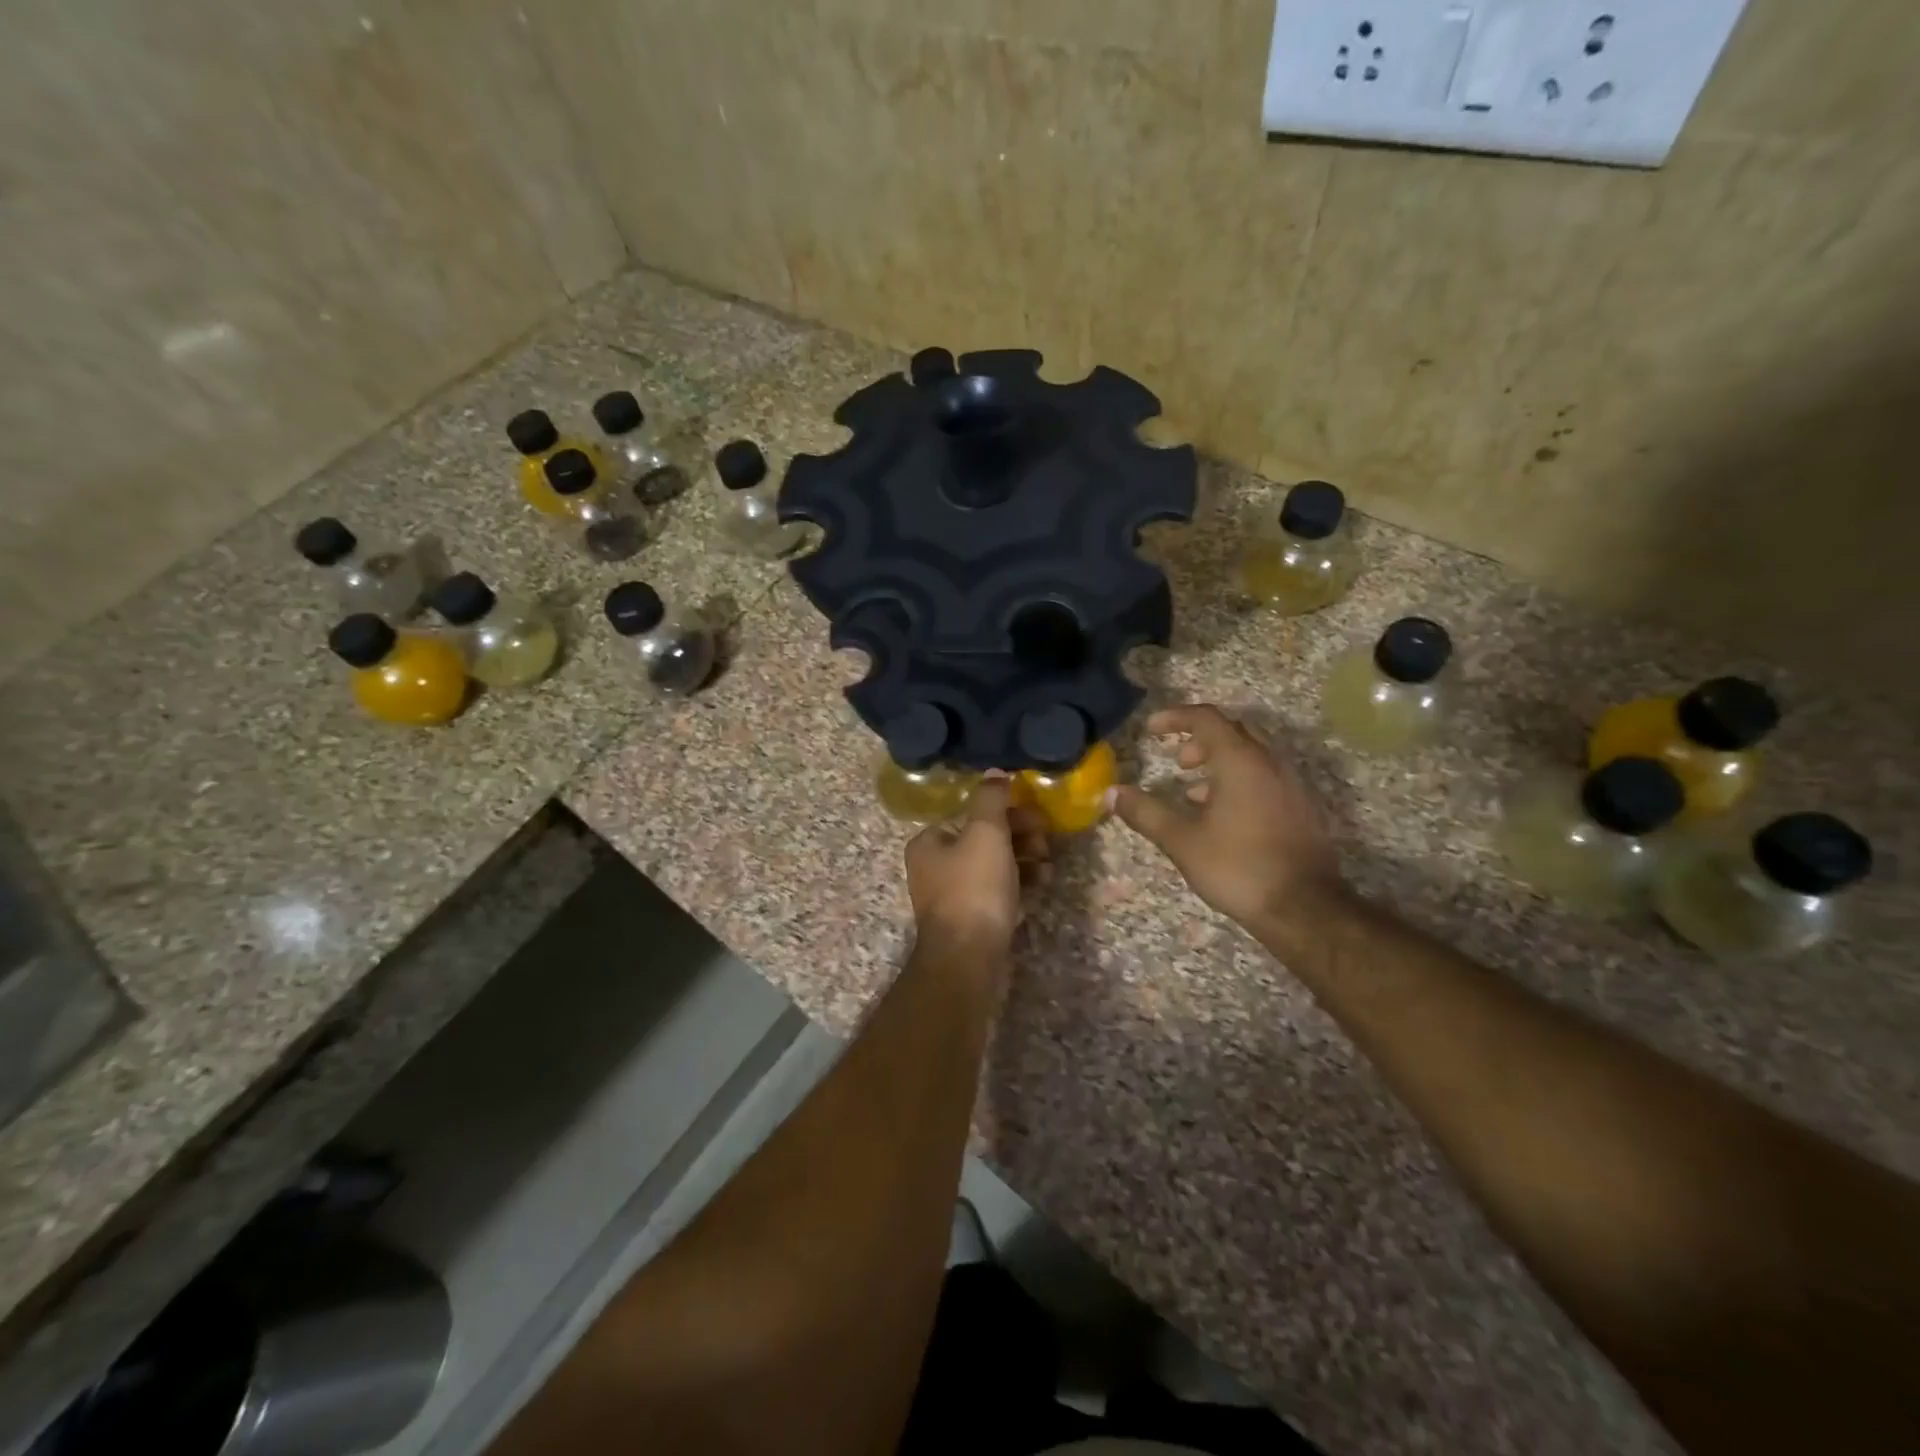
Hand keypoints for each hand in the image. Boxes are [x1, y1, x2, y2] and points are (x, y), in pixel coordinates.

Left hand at [905, 776, 1050, 962]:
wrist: (968, 959)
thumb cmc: (974, 888)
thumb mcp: (985, 833)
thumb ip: (991, 799)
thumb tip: (995, 773)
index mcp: (929, 842)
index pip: (971, 815)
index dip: (1007, 813)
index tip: (1037, 819)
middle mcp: (934, 867)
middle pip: (983, 840)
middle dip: (1019, 837)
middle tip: (1046, 843)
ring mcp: (952, 897)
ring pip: (993, 866)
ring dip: (1024, 860)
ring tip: (1048, 866)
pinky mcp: (971, 920)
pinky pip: (997, 892)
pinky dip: (1019, 885)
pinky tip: (1041, 885)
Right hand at [1110, 705, 1348, 931]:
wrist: (1305, 910)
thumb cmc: (1238, 867)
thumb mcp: (1182, 841)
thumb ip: (1145, 813)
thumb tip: (1111, 793)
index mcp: (1241, 761)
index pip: (1206, 718)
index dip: (1175, 717)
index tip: (1151, 729)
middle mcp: (1270, 763)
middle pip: (1233, 731)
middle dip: (1200, 739)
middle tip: (1177, 761)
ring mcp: (1292, 785)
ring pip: (1252, 756)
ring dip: (1220, 763)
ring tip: (1193, 793)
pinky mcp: (1302, 808)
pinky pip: (1266, 777)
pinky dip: (1240, 781)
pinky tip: (1223, 816)